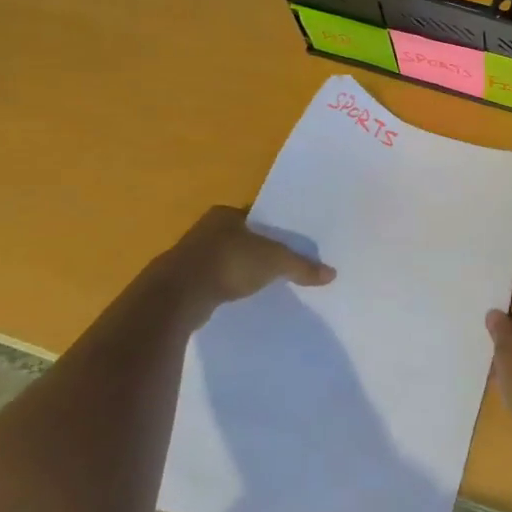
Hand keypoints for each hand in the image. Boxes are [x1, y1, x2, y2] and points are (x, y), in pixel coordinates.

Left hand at [168, 205, 334, 307]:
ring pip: (224, 258)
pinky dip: (225, 286)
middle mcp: (205, 229)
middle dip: (255, 249)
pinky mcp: (182, 281)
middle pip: (239, 237)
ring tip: (262, 282)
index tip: (288, 243)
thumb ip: (302, 266)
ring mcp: (189, 255)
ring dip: (239, 268)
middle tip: (279, 263)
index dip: (272, 229)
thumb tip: (332, 274)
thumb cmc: (228, 263)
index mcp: (225, 213)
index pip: (255, 216)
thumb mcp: (274, 261)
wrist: (178, 296)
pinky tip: (237, 297)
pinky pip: (212, 280)